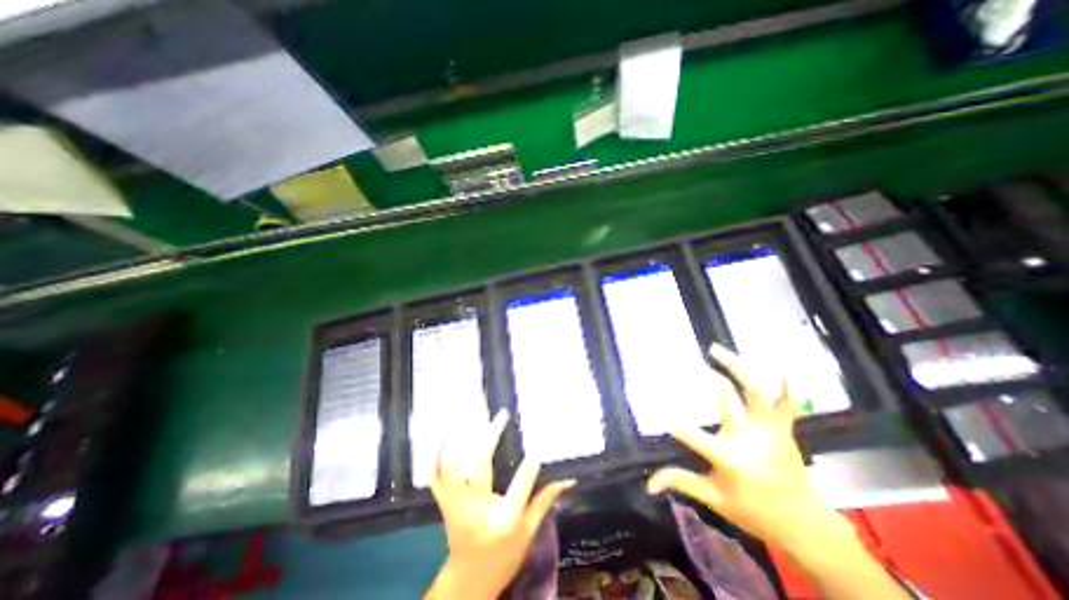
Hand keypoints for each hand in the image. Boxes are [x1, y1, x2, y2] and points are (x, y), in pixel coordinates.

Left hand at [428, 406, 575, 597]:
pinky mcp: (445, 504)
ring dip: (460, 438)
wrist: (468, 582)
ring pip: (454, 465)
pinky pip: (435, 478)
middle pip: (481, 463)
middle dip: (491, 434)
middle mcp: (478, 507)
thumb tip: (568, 478)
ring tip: (470, 415)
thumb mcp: (529, 532)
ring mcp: (458, 505)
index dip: (531, 462)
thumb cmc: (503, 557)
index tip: (539, 442)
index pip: (522, 483)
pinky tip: (445, 438)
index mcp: (505, 518)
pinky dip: (436, 457)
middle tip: (501, 415)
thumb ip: (545, 500)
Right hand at [647, 342, 848, 552]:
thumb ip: (681, 481)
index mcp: (727, 455)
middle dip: (711, 379)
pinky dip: (789, 388)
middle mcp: (748, 437)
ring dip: (738, 367)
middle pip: (727, 399)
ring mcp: (769, 430)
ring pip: (756, 391)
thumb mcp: (713, 497)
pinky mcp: (784, 429)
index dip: (673, 421)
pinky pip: (789, 404)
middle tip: (693, 362)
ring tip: (717, 350)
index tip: (657, 405)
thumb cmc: (752, 510)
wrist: (803, 526)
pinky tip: (782, 370)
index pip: (692, 434)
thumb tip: (648, 484)